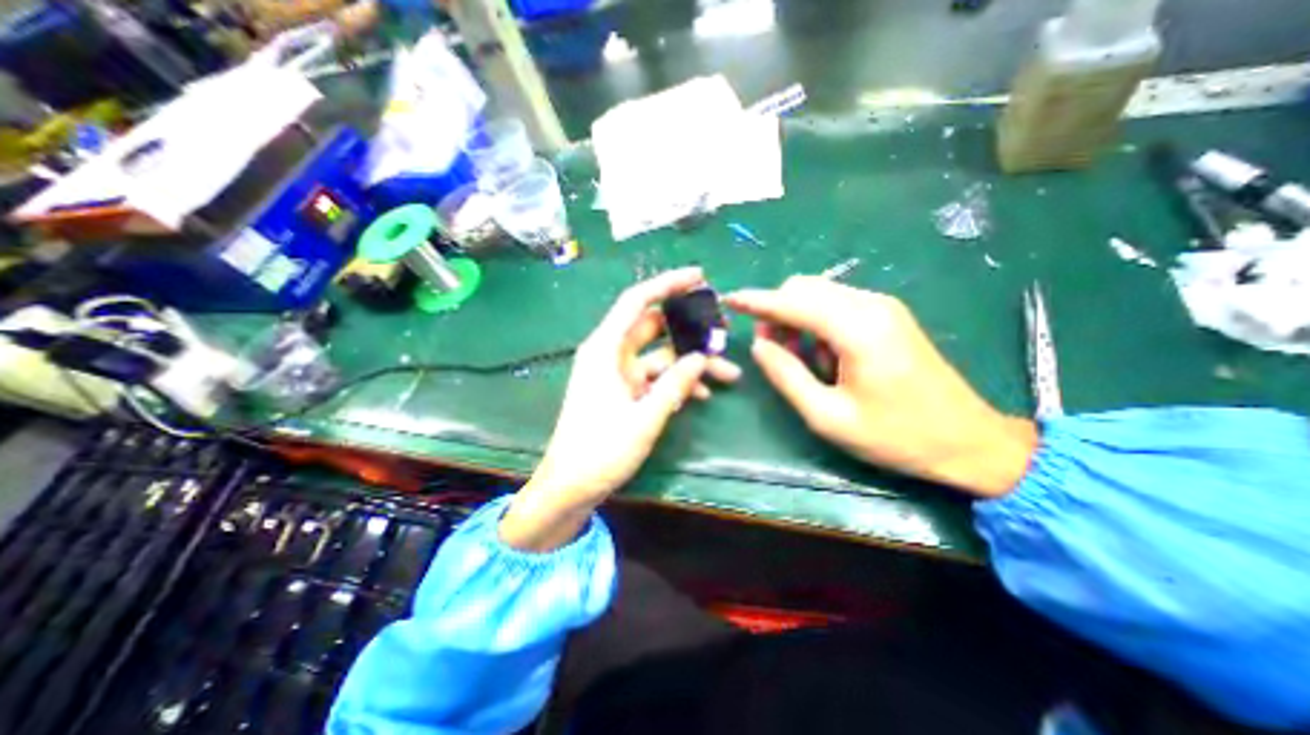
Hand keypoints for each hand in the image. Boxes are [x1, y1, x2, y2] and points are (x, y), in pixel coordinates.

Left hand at [502, 271, 741, 550]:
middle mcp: (611, 355)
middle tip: (723, 336)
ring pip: (661, 357)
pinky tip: (702, 395)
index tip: (699, 276)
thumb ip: (675, 384)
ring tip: (728, 375)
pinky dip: (677, 383)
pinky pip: (655, 378)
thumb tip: (700, 357)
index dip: (667, 284)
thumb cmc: (600, 451)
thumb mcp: (644, 417)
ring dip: (692, 365)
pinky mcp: (624, 392)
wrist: (571, 487)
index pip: (637, 301)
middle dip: (691, 332)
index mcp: (606, 349)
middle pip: (656, 329)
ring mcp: (619, 375)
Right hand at [721, 276, 1039, 500]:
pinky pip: (837, 304)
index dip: (757, 300)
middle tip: (771, 350)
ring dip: (796, 318)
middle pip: (804, 288)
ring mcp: (883, 307)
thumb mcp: (828, 416)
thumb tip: (758, 344)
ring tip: (800, 359)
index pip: (792, 301)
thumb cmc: (895, 436)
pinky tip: (824, 355)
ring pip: (819, 294)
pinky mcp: (888, 315)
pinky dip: (816, 322)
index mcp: (857, 329)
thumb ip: (786, 375)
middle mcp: (870, 305)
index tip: (729, 300)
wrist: (968, 441)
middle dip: (777, 312)